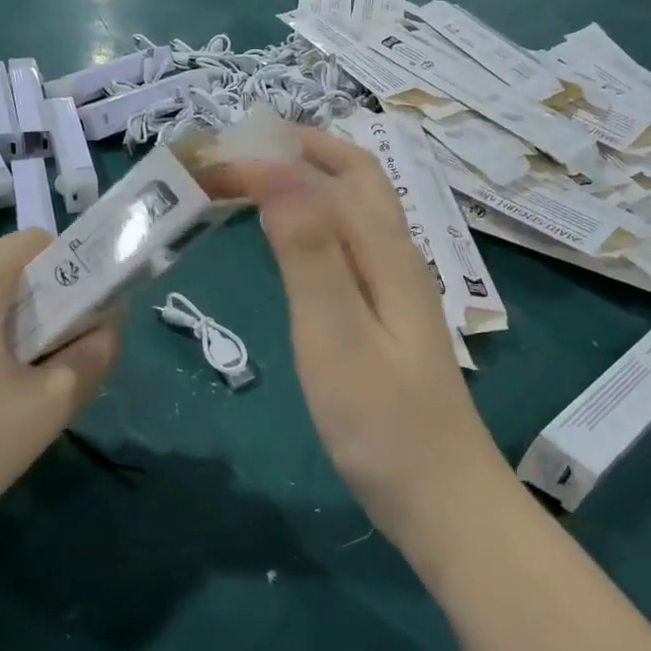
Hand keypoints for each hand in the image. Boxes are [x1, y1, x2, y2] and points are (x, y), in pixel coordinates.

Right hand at [213, 128, 511, 547]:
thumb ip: (309, 252)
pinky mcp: (386, 314)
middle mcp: (396, 255)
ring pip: (353, 207)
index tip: (208, 165)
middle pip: (355, 175)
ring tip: (251, 181)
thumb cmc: (382, 424)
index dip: (268, 158)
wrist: (441, 500)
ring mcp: (395, 286)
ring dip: (305, 178)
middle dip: (296, 150)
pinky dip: (312, 217)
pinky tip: (289, 239)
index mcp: (384, 253)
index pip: (327, 174)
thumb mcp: (335, 335)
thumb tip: (277, 171)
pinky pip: (348, 241)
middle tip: (235, 152)